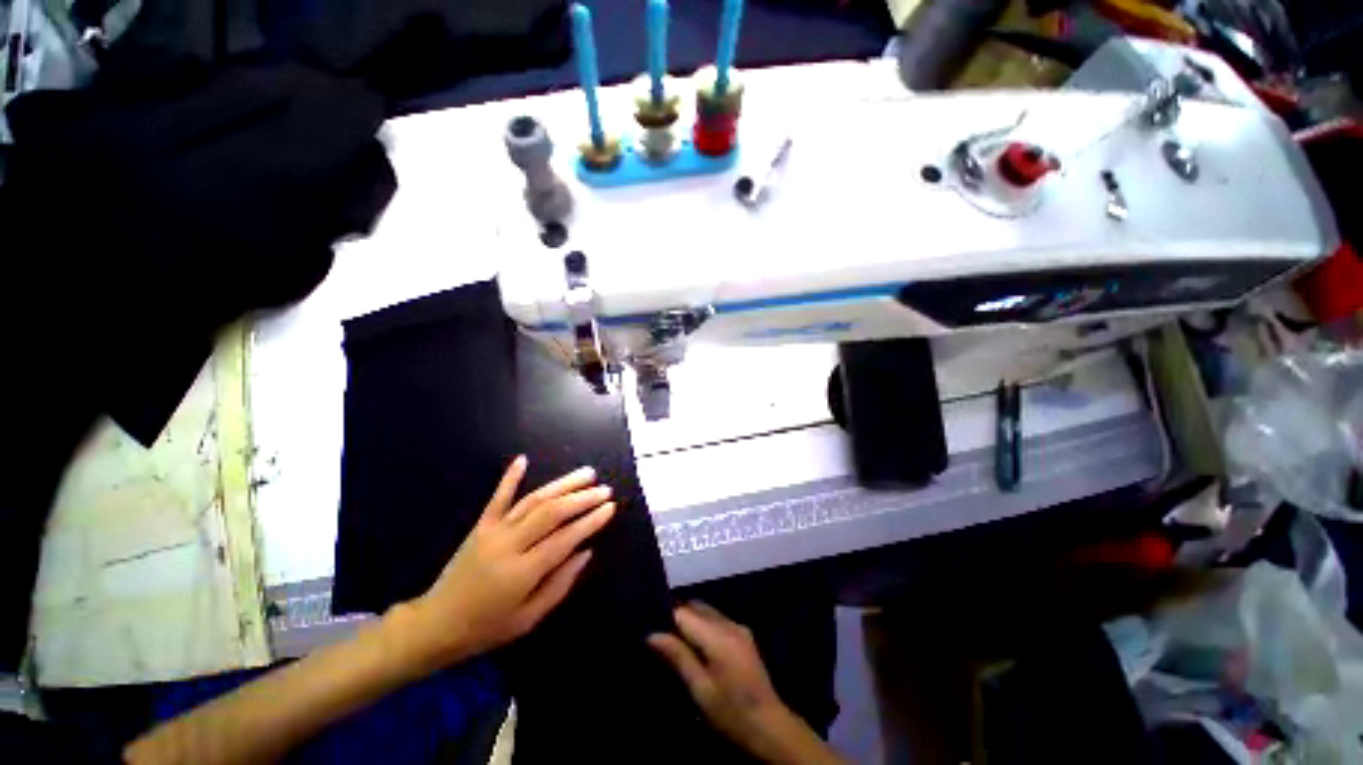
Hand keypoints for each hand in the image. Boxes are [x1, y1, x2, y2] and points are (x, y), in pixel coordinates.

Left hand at [397, 456, 615, 669]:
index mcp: (522, 572)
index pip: (565, 538)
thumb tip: (586, 551)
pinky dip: (511, 476)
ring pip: (534, 500)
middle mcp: (509, 545)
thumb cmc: (487, 627)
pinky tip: (523, 459)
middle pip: (551, 512)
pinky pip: (498, 497)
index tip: (610, 507)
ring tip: (587, 473)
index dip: (590, 521)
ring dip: (562, 484)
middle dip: (582, 498)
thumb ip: (560, 583)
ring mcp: (493, 531)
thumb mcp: (529, 618)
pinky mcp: (481, 525)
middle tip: (604, 489)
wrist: (436, 624)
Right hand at [649, 604, 841, 764]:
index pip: (684, 612)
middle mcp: (729, 623)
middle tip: (660, 636)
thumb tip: (651, 634)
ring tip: (675, 641)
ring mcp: (738, 627)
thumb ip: (677, 656)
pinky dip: (703, 625)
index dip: (665, 617)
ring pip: (706, 611)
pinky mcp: (743, 634)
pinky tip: (695, 645)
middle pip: (695, 606)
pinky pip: (717, 619)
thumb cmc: (731, 713)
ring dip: (690, 620)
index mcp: (718, 636)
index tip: (650, 628)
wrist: (770, 726)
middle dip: (677, 617)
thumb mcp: (700, 689)